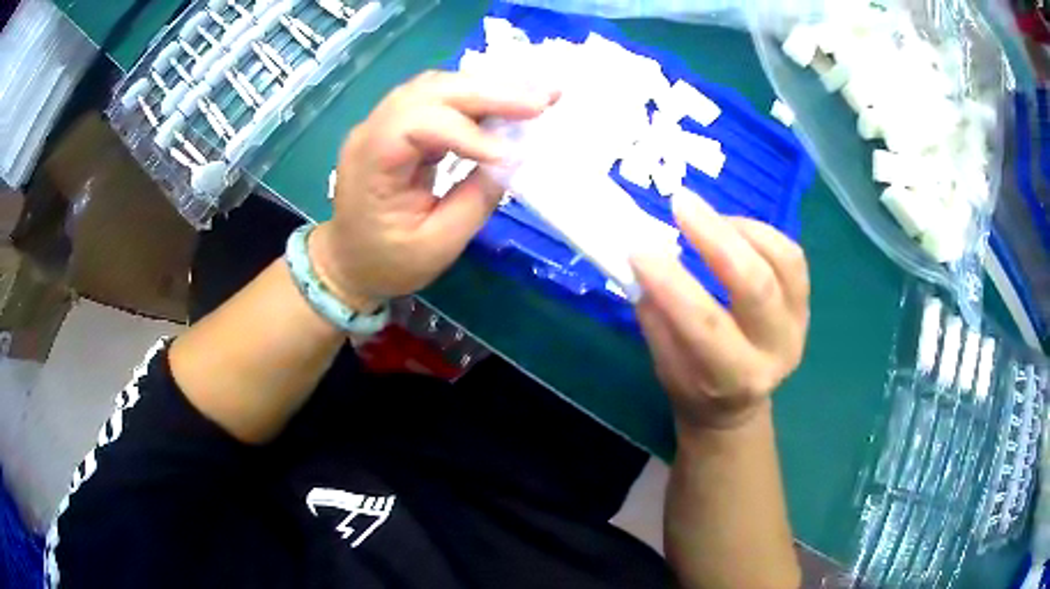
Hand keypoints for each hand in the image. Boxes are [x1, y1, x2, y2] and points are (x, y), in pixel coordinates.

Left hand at [310, 71, 556, 309]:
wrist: (348, 263)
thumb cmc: (387, 262)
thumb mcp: (436, 246)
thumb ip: (476, 201)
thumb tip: (513, 161)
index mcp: (370, 163)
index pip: (417, 124)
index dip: (467, 133)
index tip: (511, 155)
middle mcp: (372, 130)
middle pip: (431, 91)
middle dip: (490, 93)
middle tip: (543, 99)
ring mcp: (382, 123)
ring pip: (436, 86)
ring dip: (487, 88)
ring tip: (532, 97)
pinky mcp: (398, 125)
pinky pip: (437, 98)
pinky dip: (475, 97)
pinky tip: (505, 101)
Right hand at [630, 192, 809, 432]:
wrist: (734, 404)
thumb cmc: (693, 386)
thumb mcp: (665, 365)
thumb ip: (658, 316)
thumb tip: (645, 260)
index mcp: (734, 378)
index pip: (706, 325)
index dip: (672, 283)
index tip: (640, 249)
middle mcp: (775, 352)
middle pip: (756, 286)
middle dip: (716, 238)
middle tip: (681, 204)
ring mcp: (798, 324)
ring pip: (783, 262)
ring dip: (740, 229)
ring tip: (706, 217)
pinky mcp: (805, 303)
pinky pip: (791, 256)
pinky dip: (760, 232)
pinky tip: (731, 227)